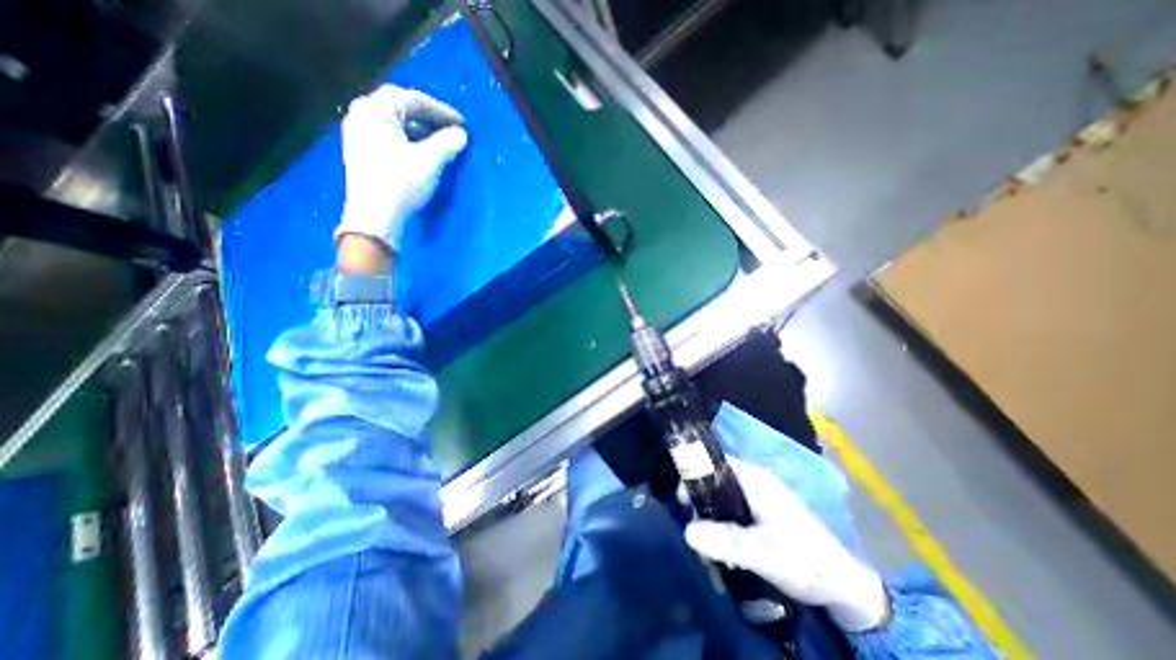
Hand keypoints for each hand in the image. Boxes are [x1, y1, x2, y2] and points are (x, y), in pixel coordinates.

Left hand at [333, 83, 465, 251]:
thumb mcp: (429, 162)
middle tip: (451, 131)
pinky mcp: (361, 152)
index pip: (413, 99)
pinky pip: (389, 136)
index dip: (441, 110)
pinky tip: (421, 154)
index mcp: (376, 110)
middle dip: (429, 118)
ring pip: (394, 123)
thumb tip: (461, 135)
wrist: (374, 216)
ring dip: (419, 130)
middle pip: (401, 108)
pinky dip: (408, 140)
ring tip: (440, 143)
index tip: (461, 124)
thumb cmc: (401, 183)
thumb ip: (447, 143)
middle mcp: (362, 114)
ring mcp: (358, 133)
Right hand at [685, 457, 887, 631]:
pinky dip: (723, 522)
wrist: (845, 586)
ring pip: (723, 496)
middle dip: (701, 500)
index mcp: (754, 479)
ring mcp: (760, 496)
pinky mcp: (763, 512)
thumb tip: (686, 530)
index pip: (715, 462)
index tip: (681, 498)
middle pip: (716, 479)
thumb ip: (724, 540)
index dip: (694, 473)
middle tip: (693, 525)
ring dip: (711, 515)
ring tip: (706, 540)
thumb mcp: (762, 552)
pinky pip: (733, 509)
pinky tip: (722, 543)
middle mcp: (755, 481)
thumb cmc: (804, 560)